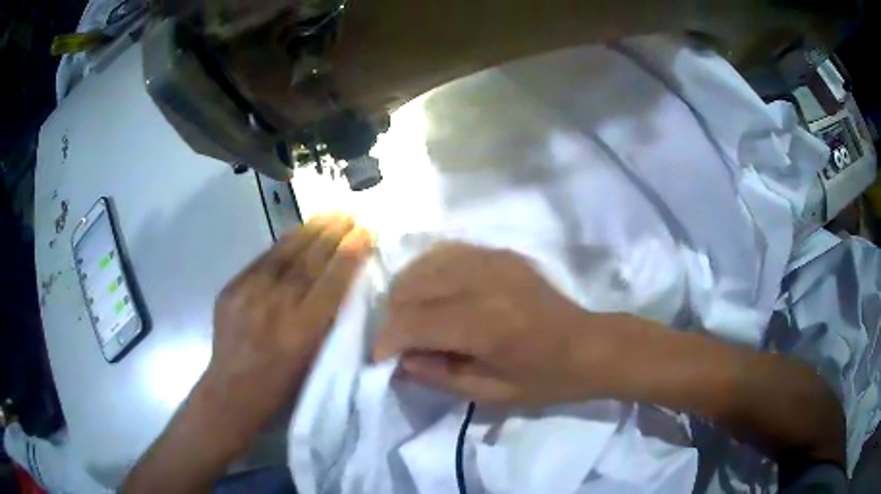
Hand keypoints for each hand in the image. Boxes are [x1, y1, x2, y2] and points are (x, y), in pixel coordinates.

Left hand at [204, 213, 372, 439]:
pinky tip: (297, 232)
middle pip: (310, 259)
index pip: (332, 280)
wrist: (232, 390)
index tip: (366, 231)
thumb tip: (343, 285)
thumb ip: (328, 323)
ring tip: (330, 214)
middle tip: (351, 213)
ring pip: (286, 252)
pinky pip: (263, 259)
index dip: (351, 253)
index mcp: (302, 330)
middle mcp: (276, 305)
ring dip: (312, 229)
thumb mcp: (315, 361)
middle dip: (334, 232)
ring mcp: (249, 293)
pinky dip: (284, 243)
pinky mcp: (232, 288)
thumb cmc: (282, 387)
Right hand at [374, 243, 622, 406]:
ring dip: (407, 292)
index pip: (414, 323)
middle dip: (393, 317)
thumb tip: (401, 360)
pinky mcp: (500, 253)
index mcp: (485, 324)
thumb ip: (439, 376)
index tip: (380, 358)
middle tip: (398, 342)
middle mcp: (484, 282)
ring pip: (424, 264)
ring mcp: (493, 260)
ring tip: (410, 318)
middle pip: (412, 288)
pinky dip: (428, 272)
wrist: (588, 345)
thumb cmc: (545, 378)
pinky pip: (447, 252)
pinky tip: (431, 292)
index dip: (388, 341)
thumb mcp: (491, 394)